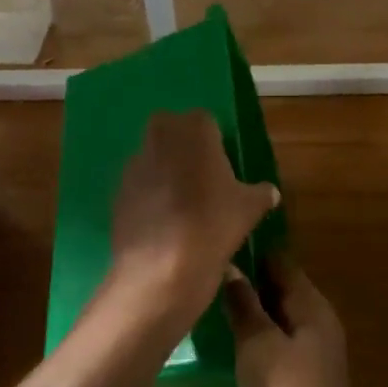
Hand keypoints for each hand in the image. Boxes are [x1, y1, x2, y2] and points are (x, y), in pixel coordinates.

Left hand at [109, 110, 278, 322]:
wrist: (162, 265)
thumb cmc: (213, 223)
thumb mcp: (249, 209)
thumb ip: (260, 194)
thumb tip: (270, 192)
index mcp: (194, 130)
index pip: (205, 121)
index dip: (214, 142)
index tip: (223, 167)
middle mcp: (159, 137)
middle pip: (171, 131)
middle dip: (183, 148)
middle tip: (202, 179)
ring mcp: (134, 165)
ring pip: (152, 158)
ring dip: (164, 172)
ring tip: (182, 206)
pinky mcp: (117, 193)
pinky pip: (138, 187)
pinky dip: (148, 198)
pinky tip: (163, 224)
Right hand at [223, 254, 360, 386]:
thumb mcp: (258, 344)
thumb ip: (245, 304)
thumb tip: (231, 267)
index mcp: (311, 305)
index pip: (281, 262)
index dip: (252, 252)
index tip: (218, 245)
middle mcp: (319, 321)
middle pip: (281, 288)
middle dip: (249, 281)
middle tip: (207, 276)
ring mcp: (315, 350)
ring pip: (279, 317)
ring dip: (252, 310)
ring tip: (212, 305)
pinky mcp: (307, 376)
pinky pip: (280, 342)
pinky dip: (259, 336)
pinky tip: (233, 343)